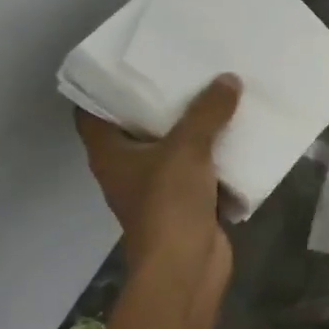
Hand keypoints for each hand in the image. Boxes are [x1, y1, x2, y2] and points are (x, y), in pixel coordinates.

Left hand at [75, 75, 240, 287]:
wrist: (185, 268)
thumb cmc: (168, 204)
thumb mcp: (187, 148)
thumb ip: (207, 111)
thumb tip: (228, 79)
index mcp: (110, 152)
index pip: (91, 111)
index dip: (105, 85)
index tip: (130, 60)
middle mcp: (127, 167)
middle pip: (138, 125)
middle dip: (161, 99)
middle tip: (184, 66)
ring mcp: (156, 186)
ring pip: (173, 146)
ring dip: (193, 125)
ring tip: (216, 89)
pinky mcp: (185, 201)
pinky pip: (199, 168)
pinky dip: (214, 153)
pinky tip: (236, 129)